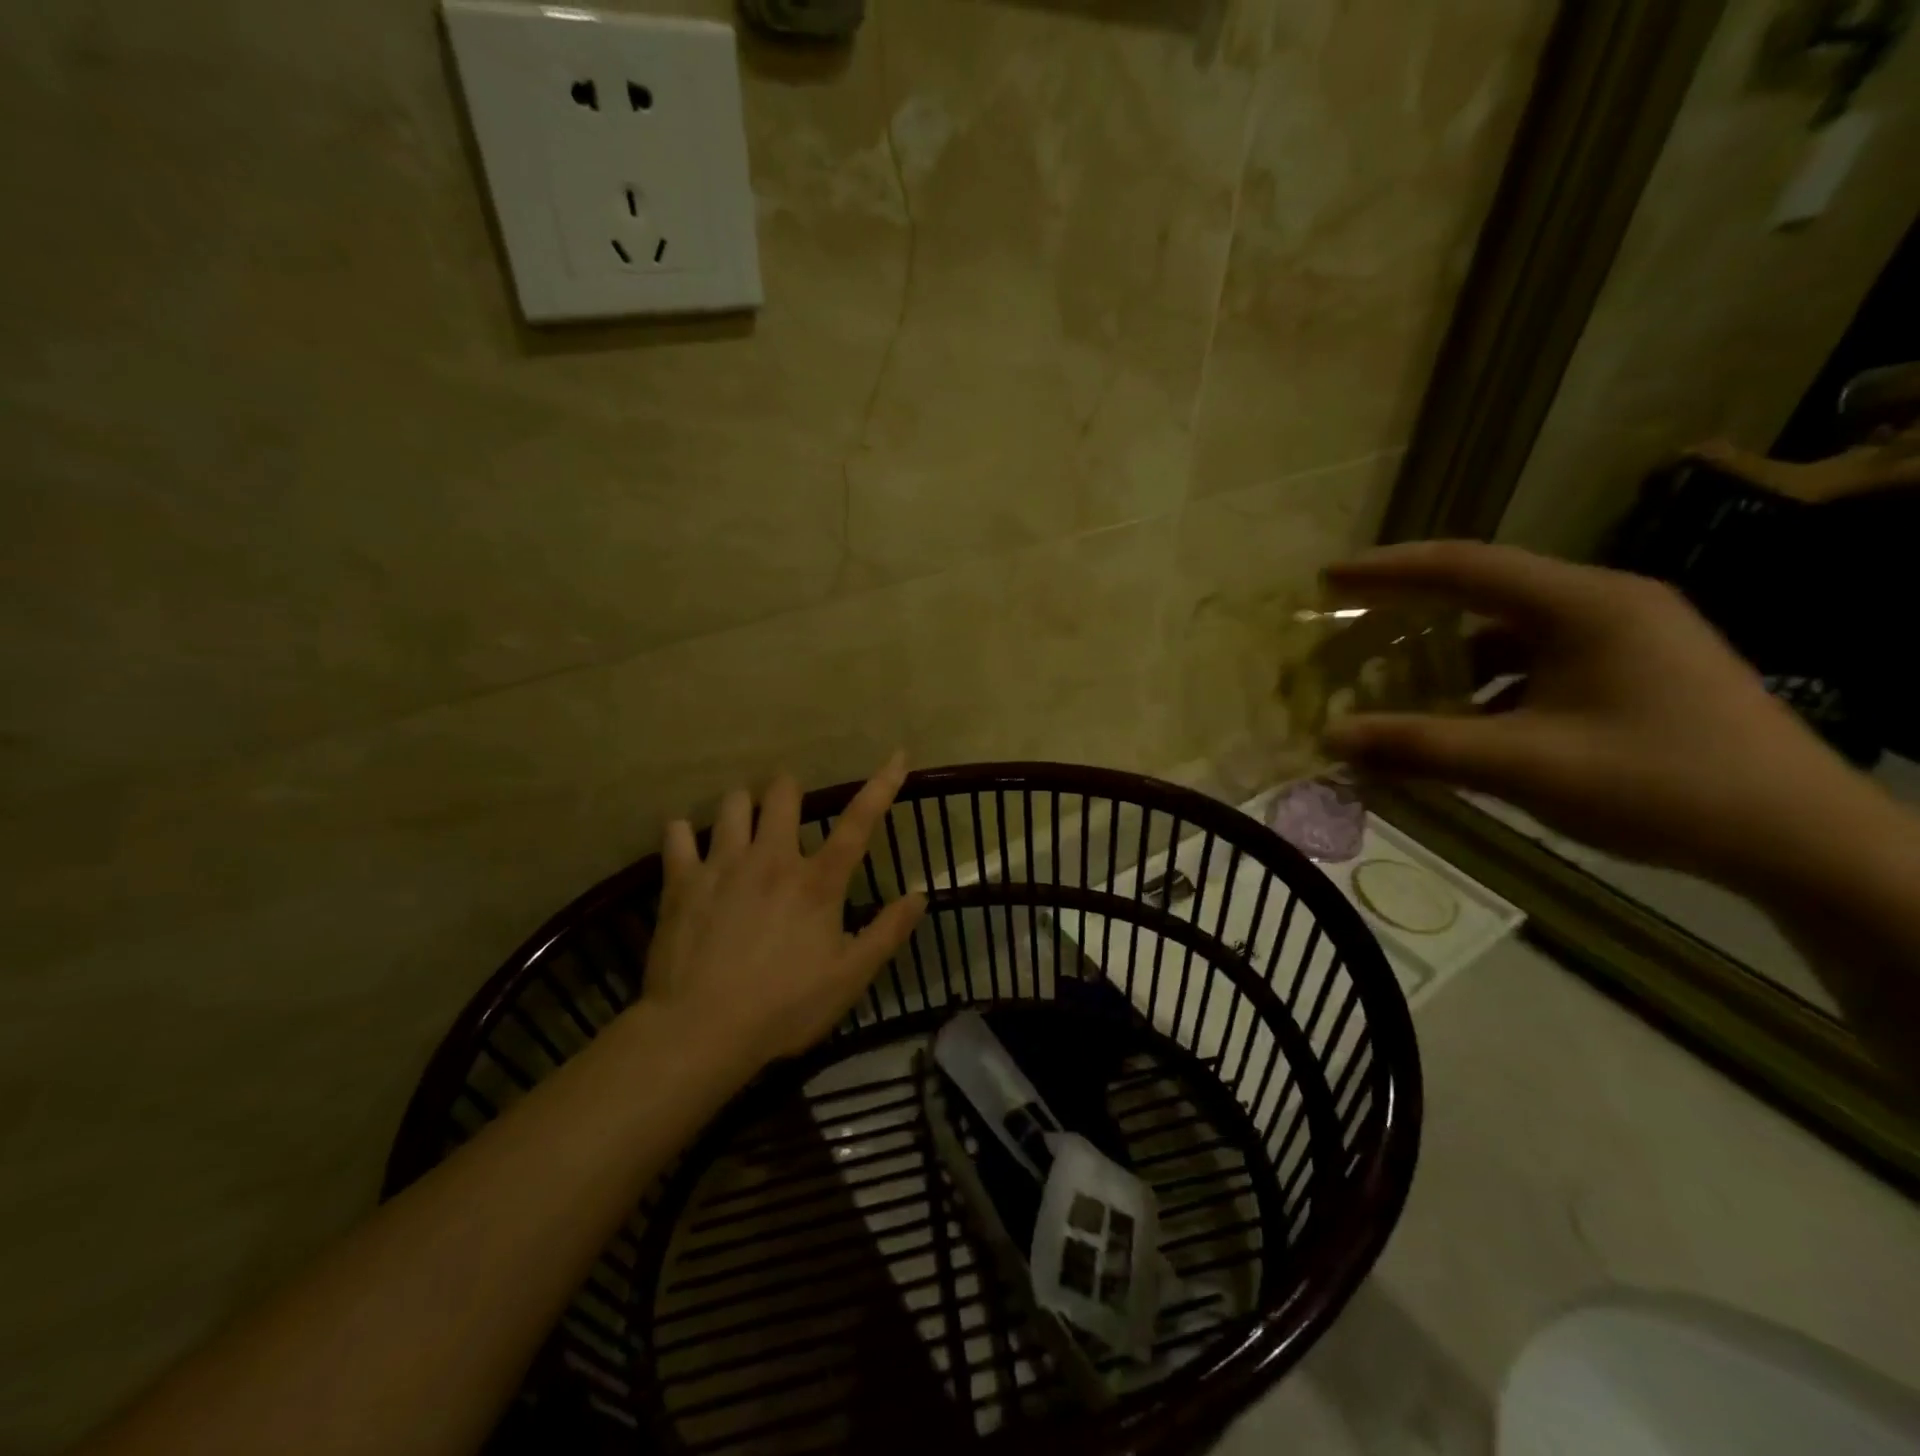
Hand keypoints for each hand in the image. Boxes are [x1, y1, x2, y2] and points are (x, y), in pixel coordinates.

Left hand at [643, 753, 927, 1067]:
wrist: (700, 1030)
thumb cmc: (784, 1007)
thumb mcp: (849, 978)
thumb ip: (887, 933)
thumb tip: (919, 895)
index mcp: (817, 882)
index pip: (859, 822)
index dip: (882, 785)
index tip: (898, 754)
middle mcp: (772, 859)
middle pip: (782, 795)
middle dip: (788, 790)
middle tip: (787, 806)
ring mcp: (723, 865)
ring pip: (733, 804)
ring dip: (742, 806)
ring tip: (742, 821)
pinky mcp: (682, 881)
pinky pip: (677, 836)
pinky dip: (682, 833)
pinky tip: (685, 842)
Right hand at [1322, 541, 1860, 884]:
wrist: (1801, 840)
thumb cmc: (1660, 785)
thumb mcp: (1523, 765)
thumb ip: (1419, 747)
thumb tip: (1331, 738)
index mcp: (1584, 605)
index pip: (1464, 566)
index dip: (1388, 569)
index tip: (1327, 579)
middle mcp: (1605, 605)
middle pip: (1486, 592)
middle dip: (1413, 610)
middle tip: (1352, 625)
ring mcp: (1628, 638)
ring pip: (1512, 633)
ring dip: (1452, 659)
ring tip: (1400, 689)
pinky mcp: (1636, 672)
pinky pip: (1539, 663)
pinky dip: (1489, 686)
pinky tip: (1467, 726)